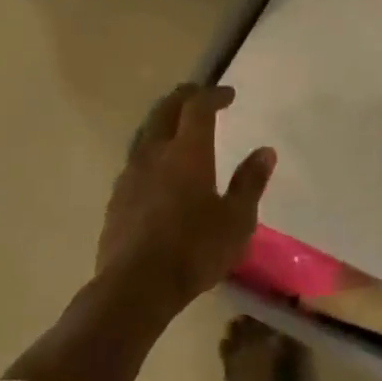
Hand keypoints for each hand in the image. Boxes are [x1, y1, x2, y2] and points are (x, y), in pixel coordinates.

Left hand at [98, 84, 275, 310]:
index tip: (228, 94)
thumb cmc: (195, 250)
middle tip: (200, 95)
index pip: (198, 107)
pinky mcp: (116, 198)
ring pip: (144, 133)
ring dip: (163, 121)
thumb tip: (264, 151)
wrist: (136, 287)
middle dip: (184, 97)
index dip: (213, 95)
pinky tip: (157, 168)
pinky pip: (134, 160)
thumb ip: (250, 182)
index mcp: (187, 152)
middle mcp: (155, 153)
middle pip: (165, 110)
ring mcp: (130, 175)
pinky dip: (150, 150)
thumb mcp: (237, 220)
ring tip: (177, 126)